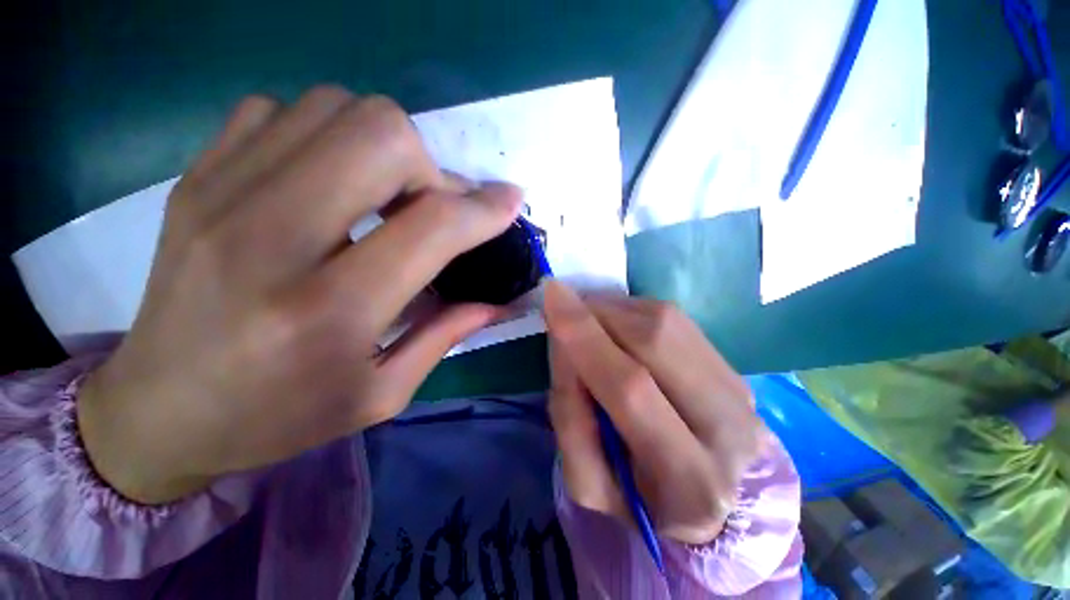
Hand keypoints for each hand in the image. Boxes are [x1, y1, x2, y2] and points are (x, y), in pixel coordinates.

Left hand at [78, 87, 521, 503]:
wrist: (157, 412)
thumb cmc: (277, 417)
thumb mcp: (381, 394)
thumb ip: (446, 334)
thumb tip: (497, 300)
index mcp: (330, 311)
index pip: (432, 226)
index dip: (484, 208)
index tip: (510, 201)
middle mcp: (271, 239)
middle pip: (380, 135)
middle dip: (429, 165)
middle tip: (429, 206)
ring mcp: (221, 196)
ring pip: (334, 109)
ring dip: (381, 146)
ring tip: (383, 194)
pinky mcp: (196, 179)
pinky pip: (279, 112)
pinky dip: (324, 135)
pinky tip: (326, 181)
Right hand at [543, 281, 765, 544]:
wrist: (708, 497)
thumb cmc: (639, 499)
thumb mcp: (588, 481)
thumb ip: (569, 414)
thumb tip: (563, 341)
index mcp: (687, 478)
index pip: (629, 387)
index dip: (584, 336)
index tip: (551, 295)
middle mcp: (727, 428)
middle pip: (652, 341)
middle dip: (597, 315)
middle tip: (567, 314)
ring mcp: (736, 389)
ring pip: (664, 320)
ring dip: (613, 311)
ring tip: (591, 326)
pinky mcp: (731, 365)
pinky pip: (673, 317)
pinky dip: (632, 312)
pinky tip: (618, 328)